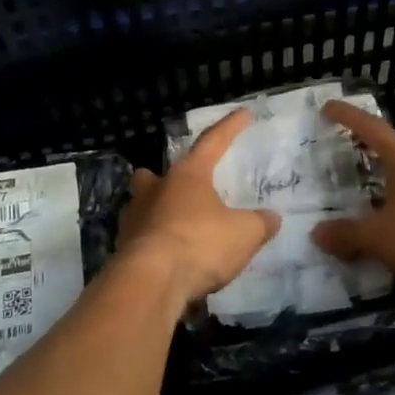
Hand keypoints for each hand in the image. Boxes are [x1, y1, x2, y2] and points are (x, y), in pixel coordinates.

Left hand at [116, 109, 280, 305]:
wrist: (150, 282)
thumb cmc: (200, 244)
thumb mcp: (245, 234)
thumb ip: (260, 223)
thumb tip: (272, 218)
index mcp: (188, 176)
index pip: (213, 142)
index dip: (230, 127)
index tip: (244, 113)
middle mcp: (156, 190)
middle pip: (152, 174)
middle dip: (160, 176)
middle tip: (174, 185)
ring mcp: (134, 220)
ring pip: (140, 205)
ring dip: (153, 211)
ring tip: (171, 225)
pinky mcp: (123, 250)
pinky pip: (138, 239)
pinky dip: (151, 243)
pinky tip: (166, 258)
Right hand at [312, 100, 394, 291]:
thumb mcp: (379, 236)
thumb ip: (348, 234)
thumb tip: (317, 233)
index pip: (372, 129)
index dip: (348, 117)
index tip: (329, 107)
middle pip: (393, 155)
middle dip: (369, 156)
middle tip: (344, 160)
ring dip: (387, 191)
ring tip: (365, 204)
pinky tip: (393, 236)